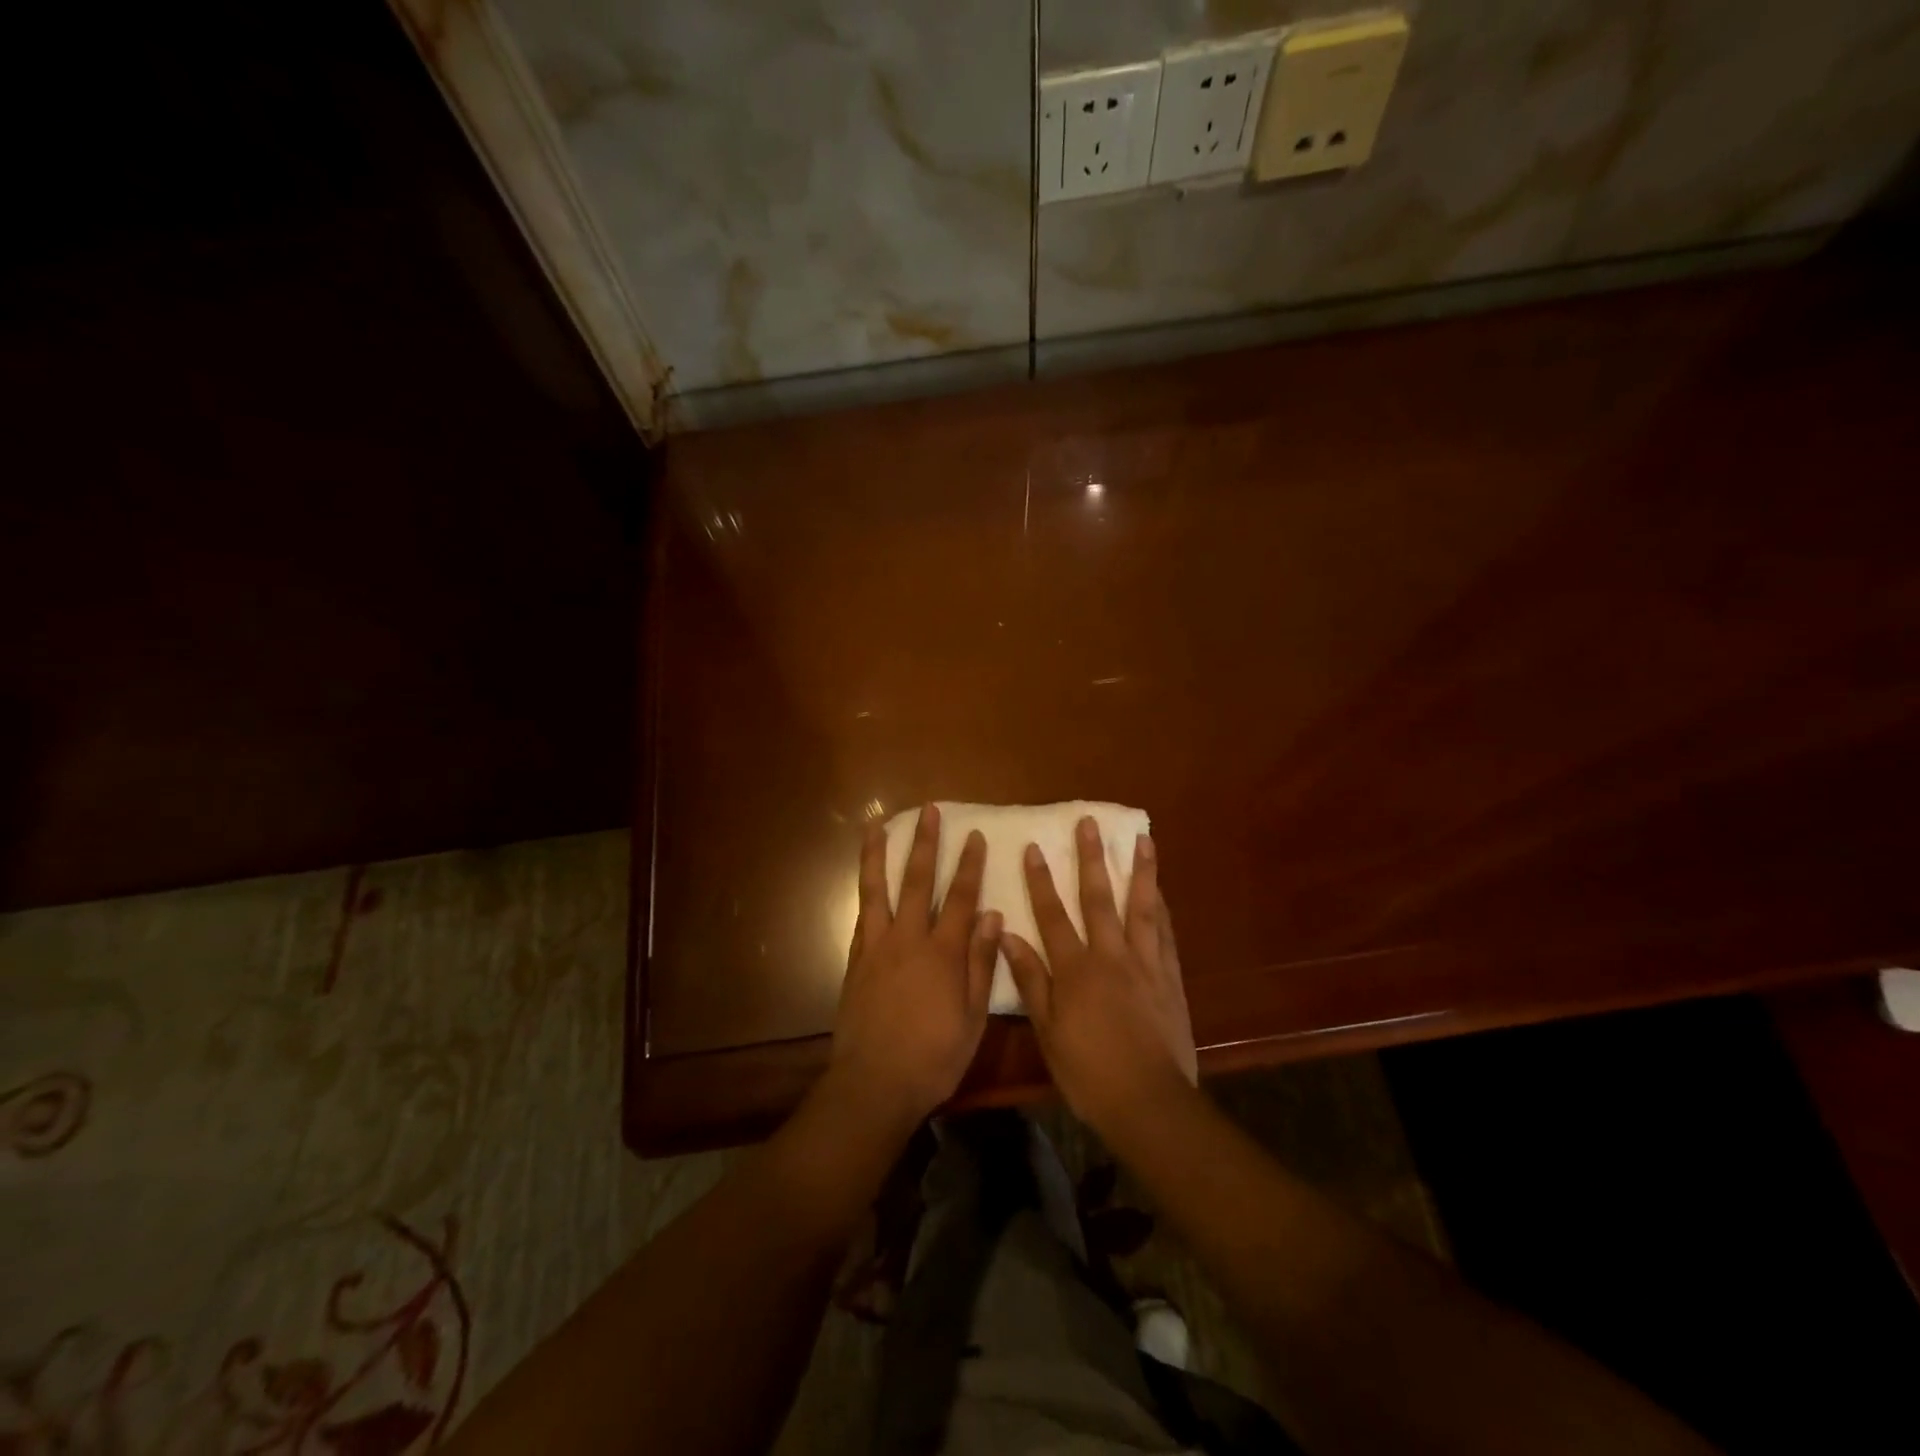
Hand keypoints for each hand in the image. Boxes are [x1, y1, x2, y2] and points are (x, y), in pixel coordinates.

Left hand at [830, 804, 1000, 1125]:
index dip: (969, 865)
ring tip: (876, 824)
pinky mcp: (855, 961)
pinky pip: (861, 917)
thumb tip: (992, 914)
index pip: (961, 897)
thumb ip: (981, 963)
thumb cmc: (934, 1056)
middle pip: (917, 881)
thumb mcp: (972, 1017)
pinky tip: (866, 878)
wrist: (875, 1083)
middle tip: (929, 811)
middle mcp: (908, 939)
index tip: (975, 835)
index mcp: (943, 953)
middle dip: (925, 843)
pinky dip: (865, 892)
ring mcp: (877, 947)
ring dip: (878, 854)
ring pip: (877, 889)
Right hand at [1002, 818, 1197, 1132]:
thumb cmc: (1088, 1072)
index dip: (1040, 880)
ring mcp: (1145, 964)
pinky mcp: (1170, 978)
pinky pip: (1166, 935)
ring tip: (1143, 840)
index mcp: (1075, 969)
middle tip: (1091, 823)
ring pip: (1142, 908)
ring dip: (1141, 871)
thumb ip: (1030, 980)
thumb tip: (1007, 935)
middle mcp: (1111, 956)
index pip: (1052, 915)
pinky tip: (1162, 892)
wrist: (1148, 1102)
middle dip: (1092, 859)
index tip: (1034, 847)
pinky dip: (1163, 909)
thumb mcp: (1047, 1030)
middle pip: (1099, 898)